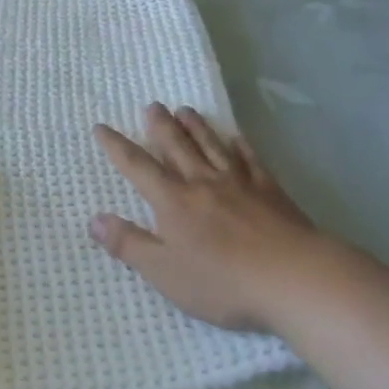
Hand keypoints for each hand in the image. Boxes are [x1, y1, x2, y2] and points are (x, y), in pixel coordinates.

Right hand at [91, 104, 321, 333]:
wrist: (293, 277)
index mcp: (174, 202)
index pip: (137, 167)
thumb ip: (129, 245)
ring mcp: (239, 183)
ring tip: (185, 110)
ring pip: (212, 146)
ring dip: (196, 127)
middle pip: (177, 147)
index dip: (117, 147)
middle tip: (152, 106)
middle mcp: (202, 183)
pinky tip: (237, 137)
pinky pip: (251, 160)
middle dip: (161, 126)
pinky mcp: (270, 191)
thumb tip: (95, 220)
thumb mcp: (165, 272)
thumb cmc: (223, 282)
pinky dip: (241, 146)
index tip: (102, 128)